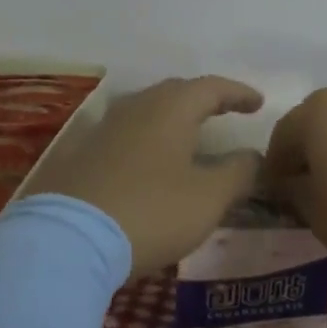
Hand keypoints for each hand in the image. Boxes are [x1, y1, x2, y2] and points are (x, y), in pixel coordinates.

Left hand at [23, 75, 263, 273]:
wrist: (69, 240)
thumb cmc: (151, 212)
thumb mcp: (208, 198)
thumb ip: (238, 172)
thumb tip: (253, 156)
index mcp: (170, 109)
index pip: (211, 87)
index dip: (238, 93)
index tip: (258, 104)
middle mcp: (136, 108)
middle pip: (175, 92)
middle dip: (203, 100)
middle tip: (224, 111)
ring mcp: (103, 129)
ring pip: (146, 110)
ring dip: (172, 117)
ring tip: (188, 134)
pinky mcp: (81, 155)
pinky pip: (124, 134)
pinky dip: (146, 139)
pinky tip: (148, 159)